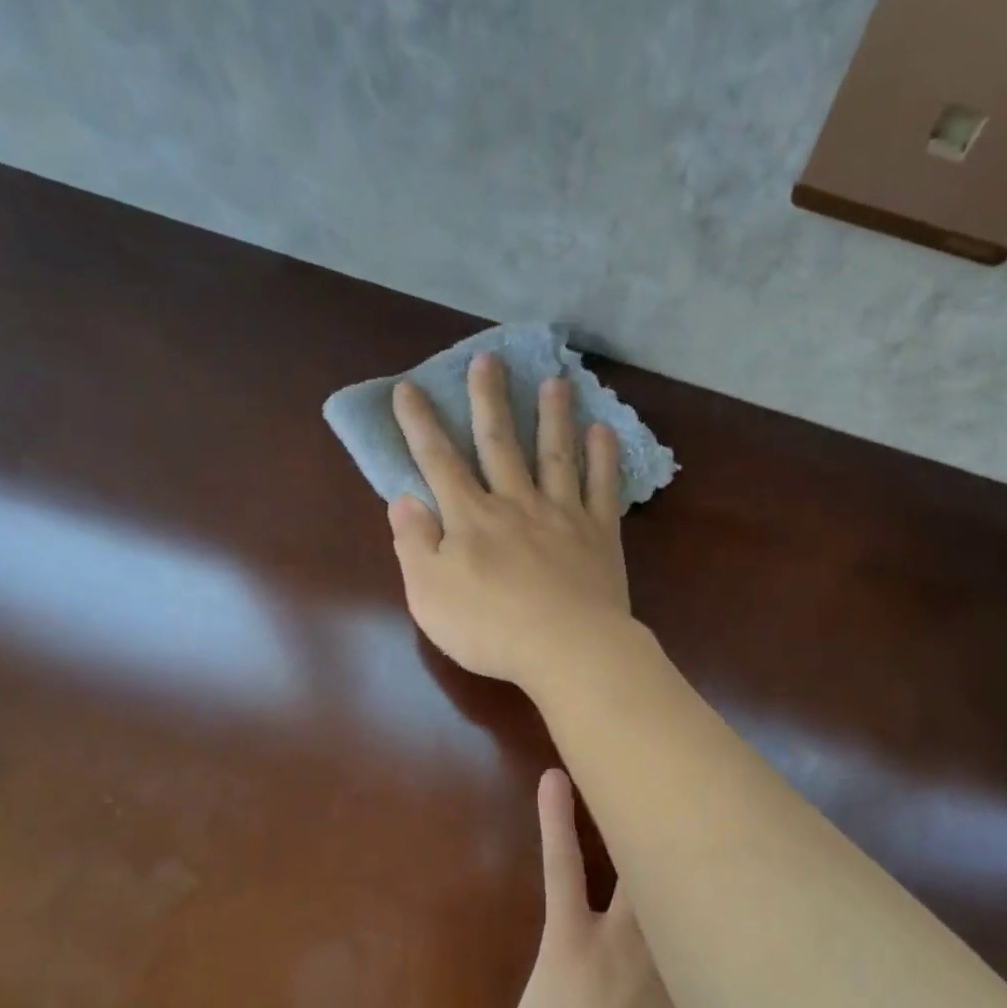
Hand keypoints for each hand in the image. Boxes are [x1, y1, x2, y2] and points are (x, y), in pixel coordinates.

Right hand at [388, 353, 631, 689]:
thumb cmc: (490, 629)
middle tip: (488, 359)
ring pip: (555, 454)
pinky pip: (602, 487)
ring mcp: (562, 515)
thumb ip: (414, 544)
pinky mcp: (600, 534)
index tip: (409, 388)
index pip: (438, 462)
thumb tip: (403, 499)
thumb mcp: (429, 594)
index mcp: (471, 519)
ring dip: (553, 416)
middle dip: (490, 400)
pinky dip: (603, 458)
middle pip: (499, 443)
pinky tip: (603, 431)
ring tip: (555, 381)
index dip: (420, 425)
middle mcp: (516, 504)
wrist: (567, 648)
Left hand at [489, 769, 737, 1007]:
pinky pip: (565, 865)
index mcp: (721, 986)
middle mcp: (679, 945)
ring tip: (654, 755)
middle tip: (727, 780)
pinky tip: (556, 776)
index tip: (778, 848)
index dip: (760, 884)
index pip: (748, 920)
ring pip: (640, 853)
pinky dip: (558, 819)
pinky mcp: (568, 937)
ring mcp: (621, 935)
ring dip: (645, 808)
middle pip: (701, 874)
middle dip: (715, 831)